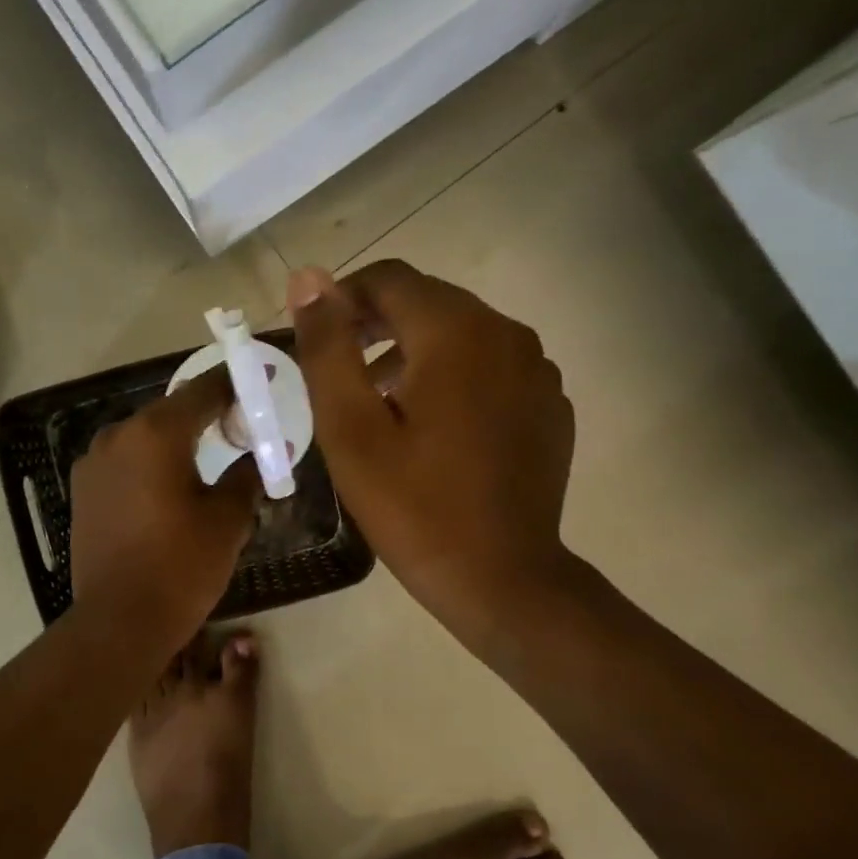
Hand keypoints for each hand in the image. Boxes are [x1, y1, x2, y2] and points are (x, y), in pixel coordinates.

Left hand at [69, 366, 260, 649]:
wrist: (119, 621)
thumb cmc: (181, 565)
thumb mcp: (228, 519)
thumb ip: (246, 475)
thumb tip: (255, 458)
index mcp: (155, 433)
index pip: (203, 391)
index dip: (233, 385)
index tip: (256, 385)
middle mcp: (117, 435)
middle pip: (170, 412)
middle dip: (205, 415)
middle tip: (239, 427)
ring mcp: (93, 463)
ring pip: (144, 437)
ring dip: (175, 440)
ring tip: (205, 458)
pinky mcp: (82, 490)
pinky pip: (125, 462)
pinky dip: (149, 463)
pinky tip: (169, 485)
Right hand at [288, 261, 575, 659]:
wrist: (502, 578)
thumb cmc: (414, 506)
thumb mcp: (351, 429)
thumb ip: (327, 347)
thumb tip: (307, 280)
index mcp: (456, 331)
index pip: (390, 280)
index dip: (343, 299)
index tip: (316, 339)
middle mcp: (506, 333)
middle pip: (428, 302)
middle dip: (377, 325)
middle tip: (340, 374)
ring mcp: (537, 369)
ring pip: (462, 334)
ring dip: (414, 352)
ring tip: (379, 403)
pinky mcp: (550, 404)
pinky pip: (492, 367)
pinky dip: (455, 378)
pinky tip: (434, 428)